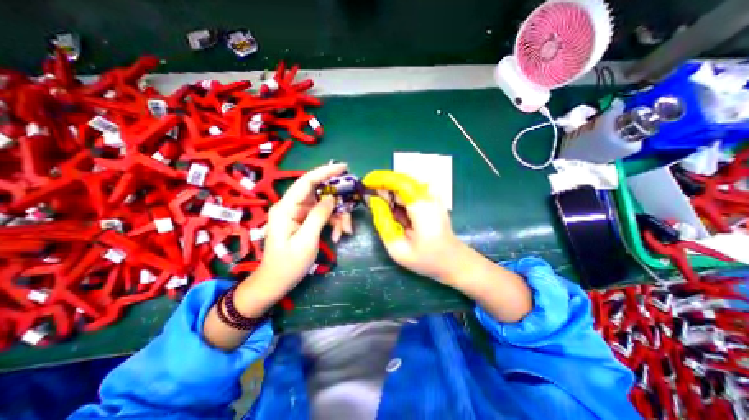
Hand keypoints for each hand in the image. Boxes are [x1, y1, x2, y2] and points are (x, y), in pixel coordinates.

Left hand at [251, 163, 344, 300]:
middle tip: (349, 214)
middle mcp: (292, 206)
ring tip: (344, 232)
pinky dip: (334, 223)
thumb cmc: (288, 264)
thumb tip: (331, 198)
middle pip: (319, 194)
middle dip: (337, 203)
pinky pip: (323, 215)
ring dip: (338, 217)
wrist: (276, 282)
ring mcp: (299, 213)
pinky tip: (338, 235)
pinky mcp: (305, 220)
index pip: (306, 182)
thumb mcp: (306, 240)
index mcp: (286, 208)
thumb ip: (318, 216)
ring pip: (325, 205)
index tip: (343, 167)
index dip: (325, 172)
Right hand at [365, 169, 465, 284]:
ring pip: (405, 184)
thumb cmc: (425, 258)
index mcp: (421, 208)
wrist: (452, 260)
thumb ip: (383, 222)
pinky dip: (399, 196)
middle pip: (401, 180)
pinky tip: (397, 210)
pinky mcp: (433, 198)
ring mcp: (433, 196)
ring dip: (391, 192)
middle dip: (384, 187)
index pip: (399, 182)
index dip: (381, 179)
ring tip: (386, 209)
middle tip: (373, 201)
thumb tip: (373, 200)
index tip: (365, 182)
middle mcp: (429, 196)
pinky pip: (411, 190)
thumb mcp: (397, 248)